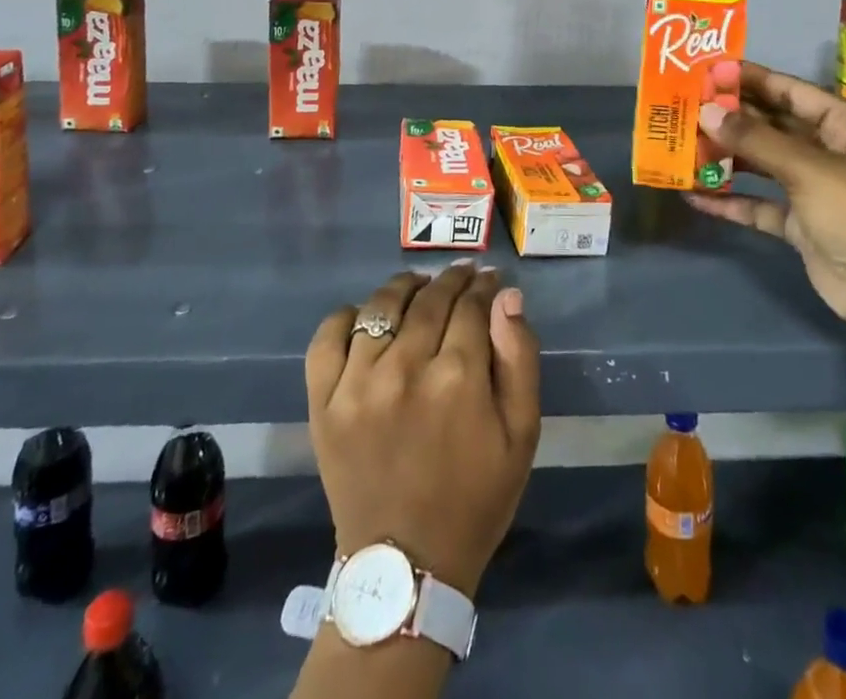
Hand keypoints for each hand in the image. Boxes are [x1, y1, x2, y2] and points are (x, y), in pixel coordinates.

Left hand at [306, 262, 541, 597]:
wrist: (405, 568)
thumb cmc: (475, 498)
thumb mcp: (522, 434)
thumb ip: (519, 358)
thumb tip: (507, 296)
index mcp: (458, 378)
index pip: (471, 305)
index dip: (482, 286)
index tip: (489, 280)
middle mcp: (405, 368)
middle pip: (429, 299)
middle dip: (451, 280)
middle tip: (461, 276)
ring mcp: (357, 383)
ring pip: (381, 306)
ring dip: (405, 287)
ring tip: (418, 286)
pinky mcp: (323, 403)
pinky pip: (328, 337)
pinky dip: (347, 316)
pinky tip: (365, 316)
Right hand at [685, 60, 845, 325]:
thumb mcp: (806, 168)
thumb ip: (754, 139)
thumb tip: (705, 112)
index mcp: (844, 125)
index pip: (791, 90)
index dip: (752, 78)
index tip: (709, 71)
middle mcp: (829, 150)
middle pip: (773, 124)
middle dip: (733, 116)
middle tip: (688, 104)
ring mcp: (813, 187)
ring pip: (762, 162)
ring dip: (727, 155)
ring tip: (684, 143)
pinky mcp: (798, 221)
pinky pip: (758, 201)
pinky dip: (730, 199)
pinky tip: (695, 195)